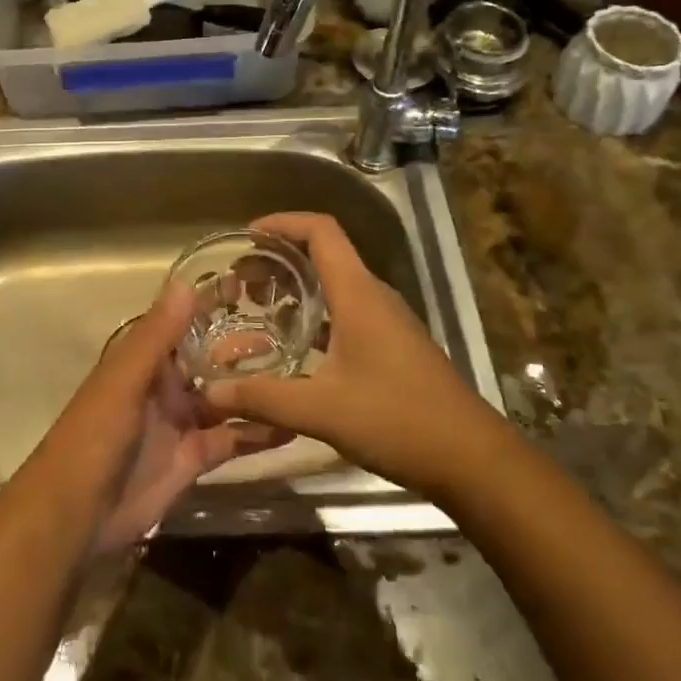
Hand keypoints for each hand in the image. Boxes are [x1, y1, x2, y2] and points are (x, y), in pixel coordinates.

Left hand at [37, 282, 284, 553]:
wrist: (76, 514)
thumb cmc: (96, 434)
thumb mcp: (125, 379)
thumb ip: (156, 335)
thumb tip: (185, 282)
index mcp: (146, 360)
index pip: (185, 322)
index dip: (214, 304)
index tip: (253, 284)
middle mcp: (166, 385)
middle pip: (212, 359)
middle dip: (245, 346)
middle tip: (294, 331)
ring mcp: (181, 422)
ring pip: (227, 398)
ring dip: (258, 388)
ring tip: (305, 374)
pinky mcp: (194, 459)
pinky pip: (231, 440)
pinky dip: (259, 434)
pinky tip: (293, 426)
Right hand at [196, 212, 501, 498]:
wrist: (470, 457)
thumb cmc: (397, 420)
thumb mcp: (322, 410)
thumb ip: (262, 398)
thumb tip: (209, 392)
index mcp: (358, 293)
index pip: (321, 231)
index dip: (283, 223)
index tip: (247, 236)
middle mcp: (373, 296)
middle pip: (324, 254)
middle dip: (279, 258)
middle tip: (240, 280)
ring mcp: (386, 320)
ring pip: (335, 284)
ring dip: (296, 287)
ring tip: (257, 307)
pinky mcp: (392, 344)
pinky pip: (345, 311)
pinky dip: (314, 314)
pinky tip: (292, 345)